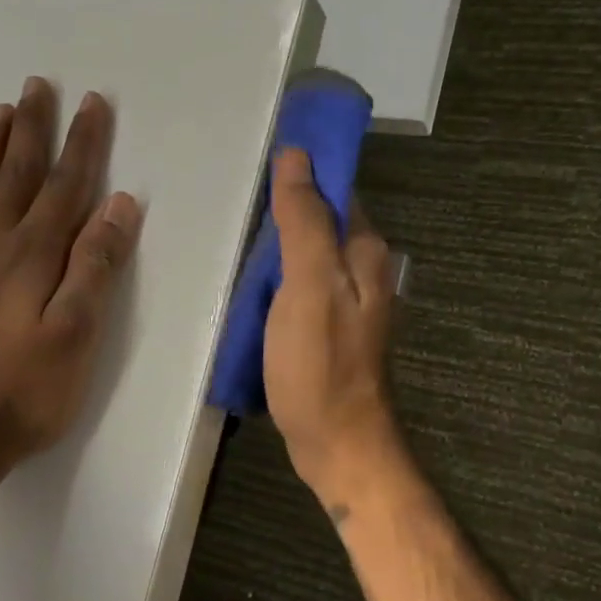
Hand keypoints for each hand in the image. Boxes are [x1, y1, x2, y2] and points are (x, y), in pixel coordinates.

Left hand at [0, 77, 142, 477]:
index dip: (83, 144)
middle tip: (37, 86)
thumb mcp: (78, 334)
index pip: (65, 186)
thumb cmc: (27, 392)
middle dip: (31, 130)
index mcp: (32, 256)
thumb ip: (96, 266)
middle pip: (15, 177)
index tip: (93, 104)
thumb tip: (118, 204)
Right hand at [264, 148, 404, 505]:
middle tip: (235, 207)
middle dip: (283, 210)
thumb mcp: (309, 285)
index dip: (302, 172)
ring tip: (234, 241)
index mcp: (365, 252)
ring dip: (276, 247)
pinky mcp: (327, 329)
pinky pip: (299, 288)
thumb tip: (297, 157)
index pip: (336, 190)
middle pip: (320, 222)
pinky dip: (275, 281)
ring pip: (307, 256)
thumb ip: (304, 221)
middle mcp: (363, 271)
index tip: (258, 163)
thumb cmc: (321, 364)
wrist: (337, 443)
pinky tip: (248, 286)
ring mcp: (346, 303)